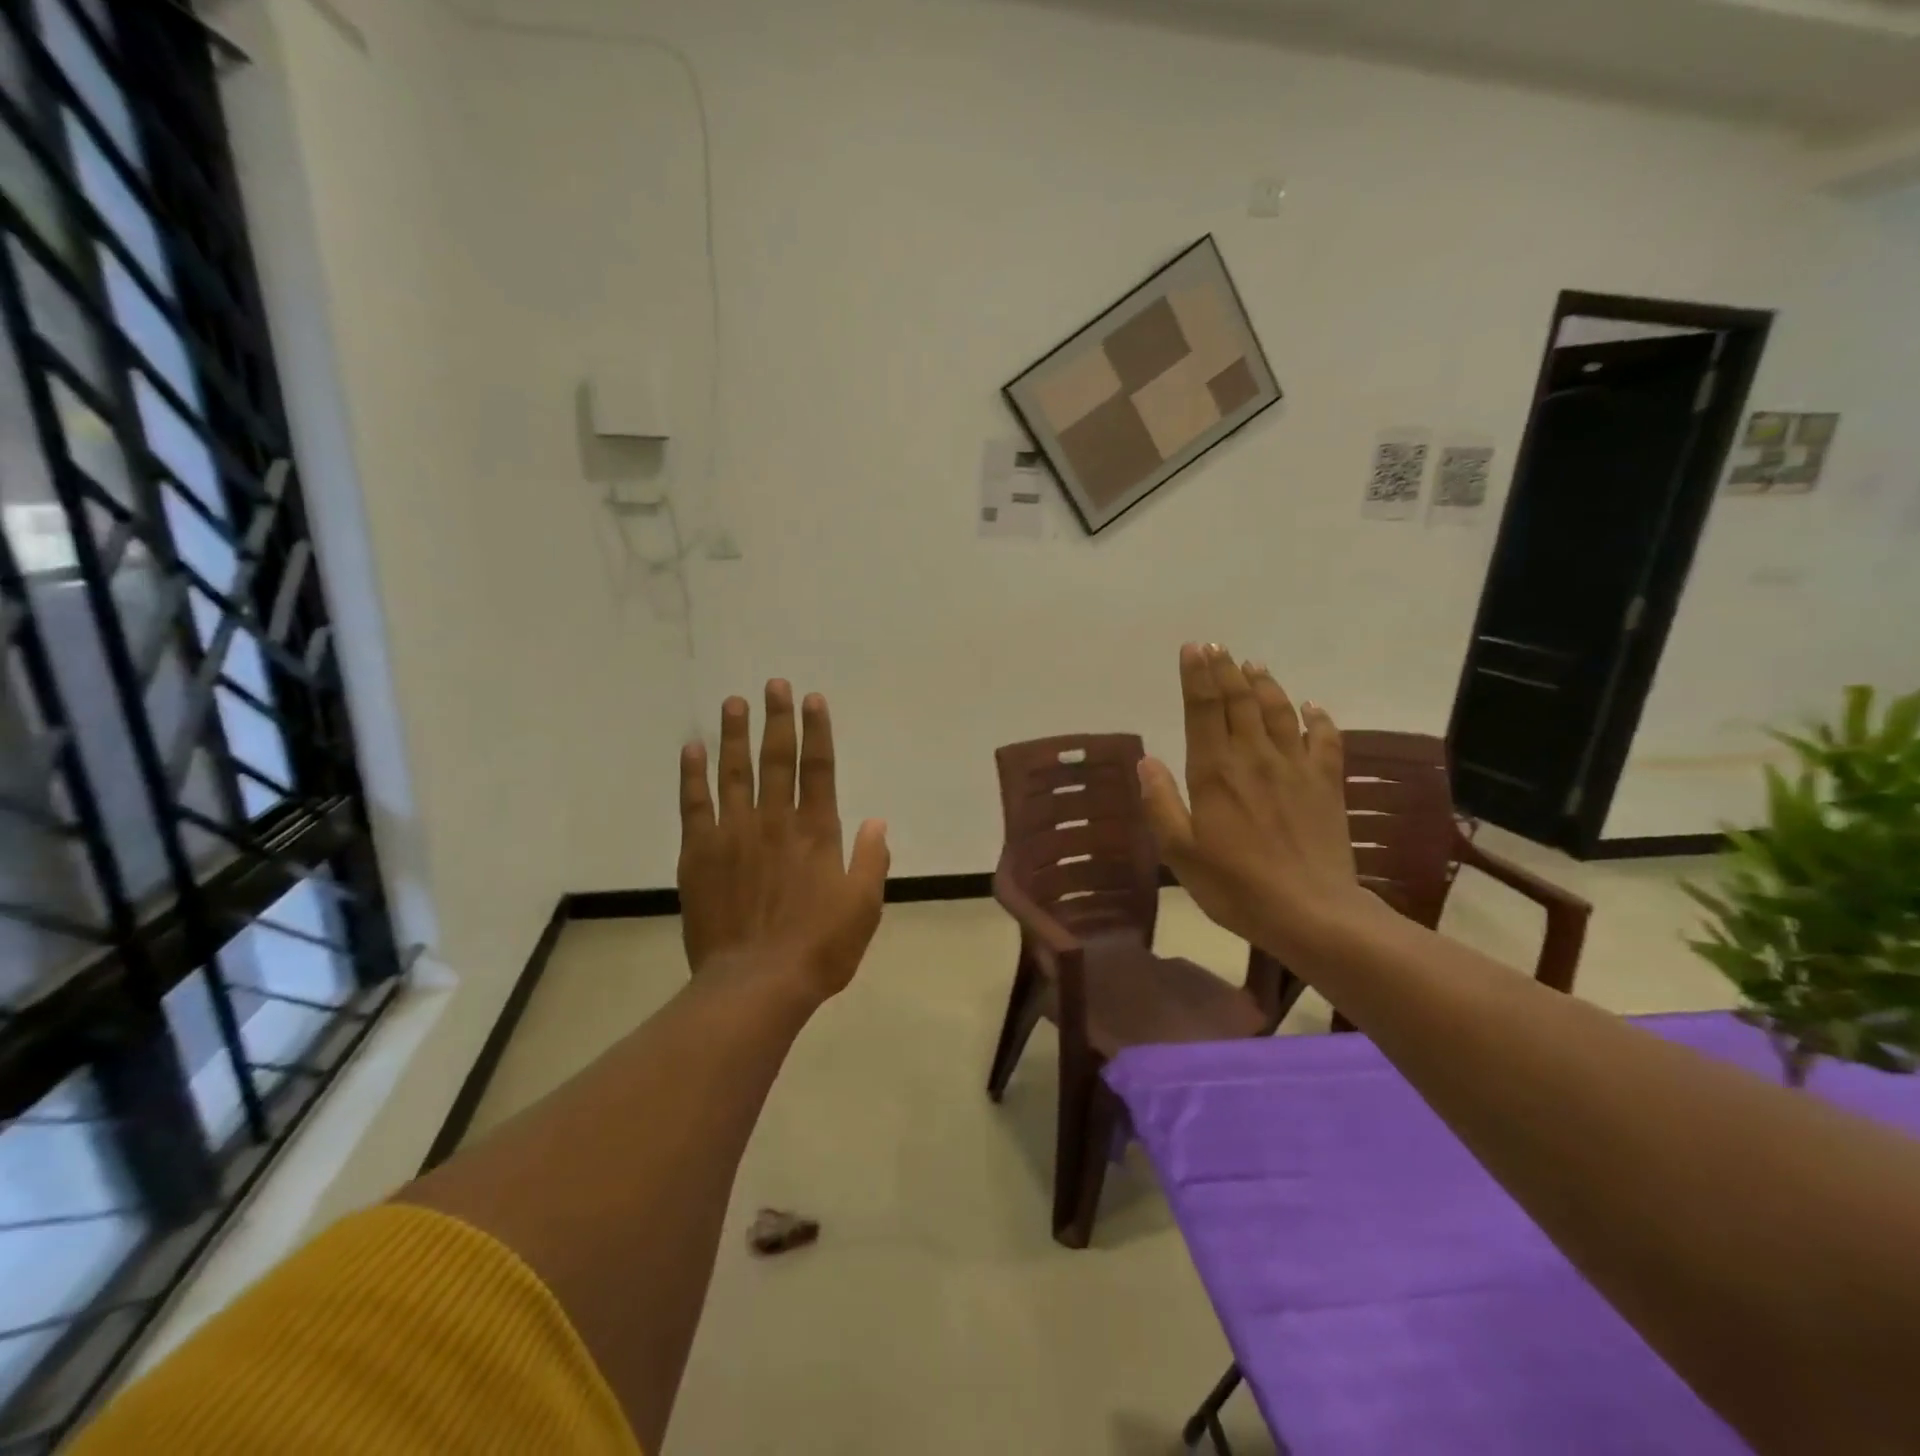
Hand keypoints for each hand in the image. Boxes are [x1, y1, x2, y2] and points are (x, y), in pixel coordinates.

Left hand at [677, 681, 889, 1003]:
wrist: (756, 984)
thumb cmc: (819, 948)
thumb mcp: (864, 907)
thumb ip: (872, 860)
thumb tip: (877, 821)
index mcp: (816, 831)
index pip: (819, 768)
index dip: (817, 731)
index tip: (813, 699)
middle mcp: (775, 821)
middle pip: (776, 759)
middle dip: (777, 719)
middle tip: (773, 684)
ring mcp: (733, 834)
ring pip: (734, 772)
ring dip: (735, 735)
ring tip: (733, 702)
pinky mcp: (699, 854)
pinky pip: (694, 804)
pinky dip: (692, 775)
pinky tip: (692, 749)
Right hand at [1139, 644, 1373, 961]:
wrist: (1311, 912)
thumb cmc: (1234, 886)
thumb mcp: (1181, 852)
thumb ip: (1161, 804)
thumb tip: (1147, 761)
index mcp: (1215, 773)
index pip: (1203, 711)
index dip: (1197, 677)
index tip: (1193, 649)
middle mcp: (1254, 758)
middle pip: (1239, 701)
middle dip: (1226, 670)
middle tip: (1217, 647)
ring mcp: (1295, 768)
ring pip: (1278, 712)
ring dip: (1265, 685)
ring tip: (1254, 665)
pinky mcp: (1326, 784)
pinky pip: (1325, 740)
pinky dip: (1318, 718)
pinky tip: (1312, 707)